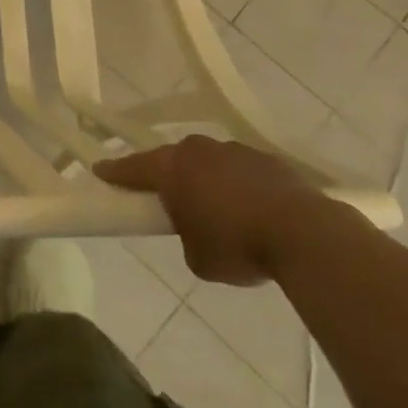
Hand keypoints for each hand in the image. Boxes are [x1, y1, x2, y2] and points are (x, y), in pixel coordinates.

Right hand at [95, 136, 328, 285]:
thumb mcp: (197, 257)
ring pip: (210, 162)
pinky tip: (251, 210)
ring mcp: (237, 151)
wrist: (307, 236)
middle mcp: (200, 150)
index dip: (114, 172)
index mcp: (172, 168)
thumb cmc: (238, 245)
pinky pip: (243, 171)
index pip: (133, 167)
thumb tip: (197, 229)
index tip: (100, 171)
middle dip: (168, 176)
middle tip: (166, 198)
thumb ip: (186, 235)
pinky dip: (240, 186)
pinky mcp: (271, 161)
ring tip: (217, 209)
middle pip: (173, 159)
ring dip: (207, 180)